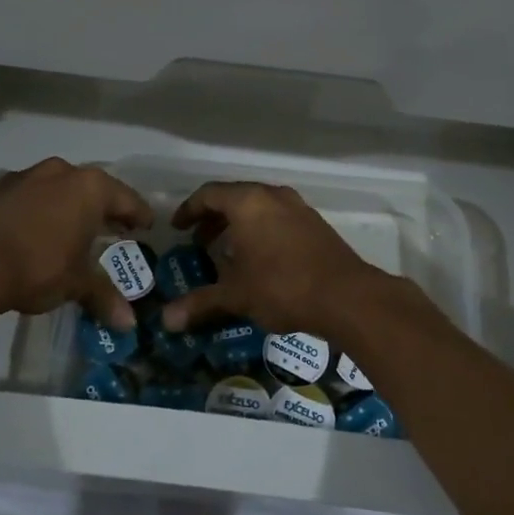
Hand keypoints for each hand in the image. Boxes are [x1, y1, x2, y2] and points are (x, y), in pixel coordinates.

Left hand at [0, 158, 153, 326]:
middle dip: (103, 210)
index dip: (139, 215)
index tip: (147, 226)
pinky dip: (39, 211)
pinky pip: (30, 196)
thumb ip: (104, 296)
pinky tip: (36, 233)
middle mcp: (61, 172)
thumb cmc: (36, 267)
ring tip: (73, 232)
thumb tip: (129, 324)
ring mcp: (25, 176)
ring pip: (59, 189)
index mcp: (89, 188)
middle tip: (113, 230)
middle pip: (93, 189)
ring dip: (69, 207)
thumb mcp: (75, 284)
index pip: (126, 199)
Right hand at [159, 181, 385, 338]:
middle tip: (199, 242)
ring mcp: (299, 208)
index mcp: (248, 202)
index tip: (177, 228)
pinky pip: (279, 218)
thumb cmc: (283, 286)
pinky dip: (261, 231)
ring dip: (239, 226)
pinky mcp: (316, 224)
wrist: (347, 296)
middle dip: (214, 219)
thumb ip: (201, 302)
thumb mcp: (236, 295)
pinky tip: (260, 260)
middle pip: (235, 197)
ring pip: (259, 208)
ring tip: (227, 253)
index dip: (189, 210)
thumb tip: (166, 320)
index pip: (209, 194)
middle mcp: (273, 196)